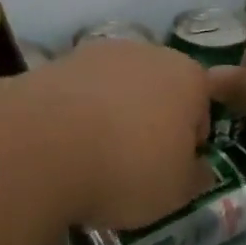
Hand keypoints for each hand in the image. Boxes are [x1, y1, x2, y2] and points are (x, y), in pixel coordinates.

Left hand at [16, 39, 214, 229]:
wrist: (44, 145)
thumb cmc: (128, 168)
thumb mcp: (176, 192)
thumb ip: (195, 177)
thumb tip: (199, 168)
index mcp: (187, 77)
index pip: (201, 108)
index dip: (189, 142)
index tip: (170, 170)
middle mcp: (146, 52)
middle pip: (156, 90)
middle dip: (149, 121)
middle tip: (133, 163)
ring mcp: (97, 52)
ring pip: (115, 87)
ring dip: (110, 113)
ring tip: (92, 155)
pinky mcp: (56, 62)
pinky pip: (78, 92)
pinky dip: (76, 112)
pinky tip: (63, 143)